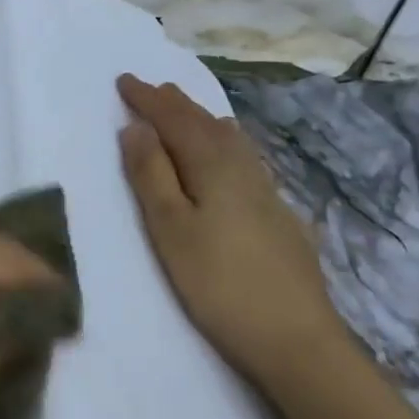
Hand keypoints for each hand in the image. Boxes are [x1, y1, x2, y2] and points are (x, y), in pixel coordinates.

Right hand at [117, 73, 348, 392]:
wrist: (296, 338)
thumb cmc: (218, 283)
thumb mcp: (170, 229)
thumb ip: (151, 175)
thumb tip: (135, 128)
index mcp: (213, 167)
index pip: (175, 120)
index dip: (148, 100)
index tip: (123, 80)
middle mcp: (244, 169)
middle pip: (206, 124)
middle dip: (175, 104)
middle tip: (151, 88)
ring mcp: (268, 193)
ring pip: (231, 141)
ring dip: (202, 120)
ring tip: (186, 111)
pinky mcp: (280, 216)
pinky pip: (246, 160)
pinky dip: (227, 144)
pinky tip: (232, 157)